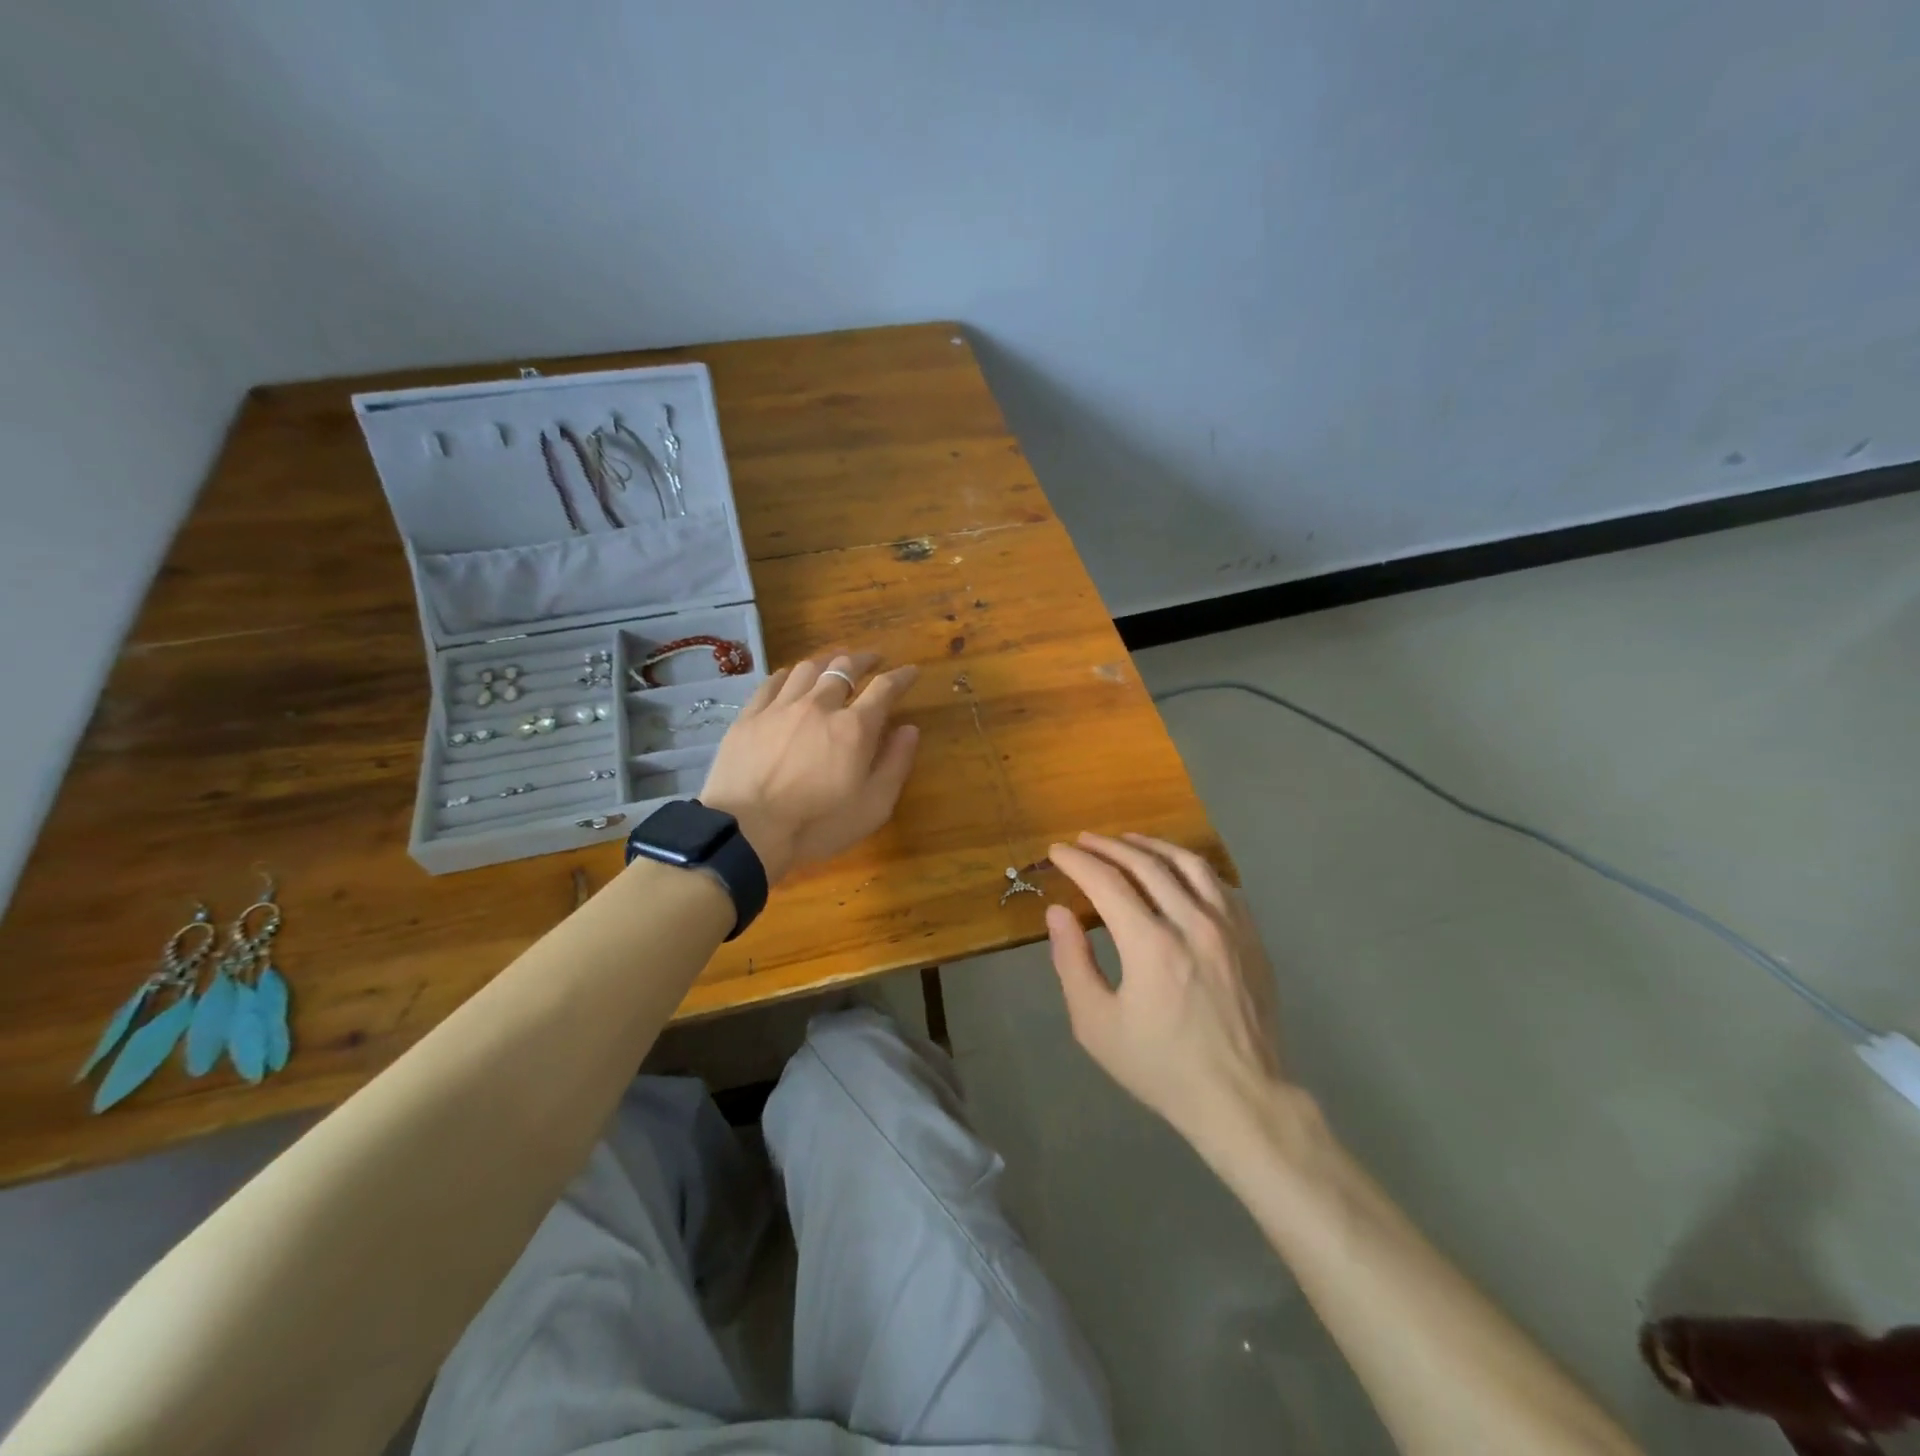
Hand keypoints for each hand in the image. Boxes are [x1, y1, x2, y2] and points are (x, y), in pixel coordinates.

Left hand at [699, 650, 920, 883]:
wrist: (747, 831)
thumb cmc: (817, 825)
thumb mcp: (873, 806)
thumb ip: (895, 764)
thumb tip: (909, 729)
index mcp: (854, 727)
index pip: (884, 688)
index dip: (901, 677)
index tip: (910, 672)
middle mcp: (819, 706)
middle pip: (844, 667)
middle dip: (864, 660)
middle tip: (872, 661)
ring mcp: (780, 707)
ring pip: (808, 669)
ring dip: (826, 663)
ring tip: (832, 665)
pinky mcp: (749, 716)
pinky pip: (772, 682)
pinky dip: (789, 675)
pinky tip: (791, 678)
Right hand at [1046, 833, 1284, 1143]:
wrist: (1241, 1098)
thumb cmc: (1160, 1066)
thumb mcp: (1096, 1024)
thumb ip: (1072, 962)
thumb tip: (1058, 913)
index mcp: (1151, 944)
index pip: (1107, 882)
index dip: (1077, 862)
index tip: (1057, 852)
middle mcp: (1193, 922)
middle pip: (1146, 863)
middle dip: (1108, 846)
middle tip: (1084, 841)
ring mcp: (1229, 926)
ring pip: (1188, 864)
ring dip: (1152, 846)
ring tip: (1128, 840)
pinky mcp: (1251, 937)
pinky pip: (1220, 883)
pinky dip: (1191, 866)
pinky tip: (1177, 869)